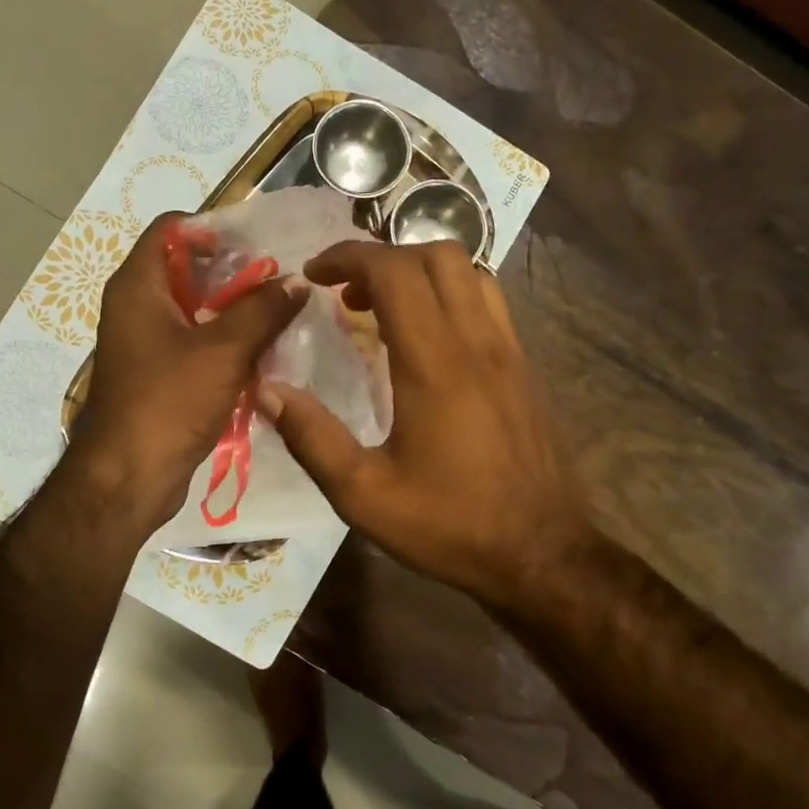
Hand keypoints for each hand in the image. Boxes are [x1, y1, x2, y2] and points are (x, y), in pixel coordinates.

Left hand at [68, 213, 305, 532]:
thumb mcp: (224, 350)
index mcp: (138, 286)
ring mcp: (145, 344)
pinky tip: (263, 354)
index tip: (256, 241)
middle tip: (280, 280)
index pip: (170, 229)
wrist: (128, 477)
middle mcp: (136, 308)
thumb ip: (263, 310)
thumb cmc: (169, 401)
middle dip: (234, 273)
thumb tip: (297, 281)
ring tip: (281, 314)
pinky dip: (225, 344)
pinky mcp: (158, 376)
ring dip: (234, 311)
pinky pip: (195, 345)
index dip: (211, 226)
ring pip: (195, 311)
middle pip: (187, 270)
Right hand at [260, 240, 594, 610]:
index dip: (348, 257)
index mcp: (434, 364)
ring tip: (383, 306)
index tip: (313, 275)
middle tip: (345, 292)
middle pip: (436, 255)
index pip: (394, 272)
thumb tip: (269, 391)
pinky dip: (451, 293)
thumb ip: (313, 438)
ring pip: (469, 272)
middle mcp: (476, 342)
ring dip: (420, 270)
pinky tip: (428, 334)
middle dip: (382, 256)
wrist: (539, 553)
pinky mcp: (524, 368)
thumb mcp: (364, 495)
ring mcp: (508, 351)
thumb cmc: (449, 525)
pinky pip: (488, 301)